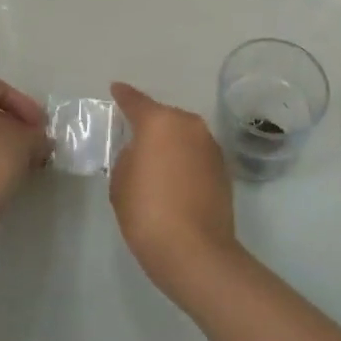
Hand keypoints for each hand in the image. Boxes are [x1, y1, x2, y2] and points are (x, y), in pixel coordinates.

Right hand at [108, 83, 238, 299]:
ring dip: (170, 143)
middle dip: (151, 125)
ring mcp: (211, 146)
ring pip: (184, 135)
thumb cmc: (148, 212)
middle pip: (165, 117)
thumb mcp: (121, 182)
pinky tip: (174, 179)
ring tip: (155, 162)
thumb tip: (142, 154)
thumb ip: (128, 158)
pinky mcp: (223, 168)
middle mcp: (189, 125)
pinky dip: (185, 160)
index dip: (123, 96)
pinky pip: (196, 154)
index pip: (136, 102)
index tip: (116, 89)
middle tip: (134, 138)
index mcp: (160, 122)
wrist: (195, 250)